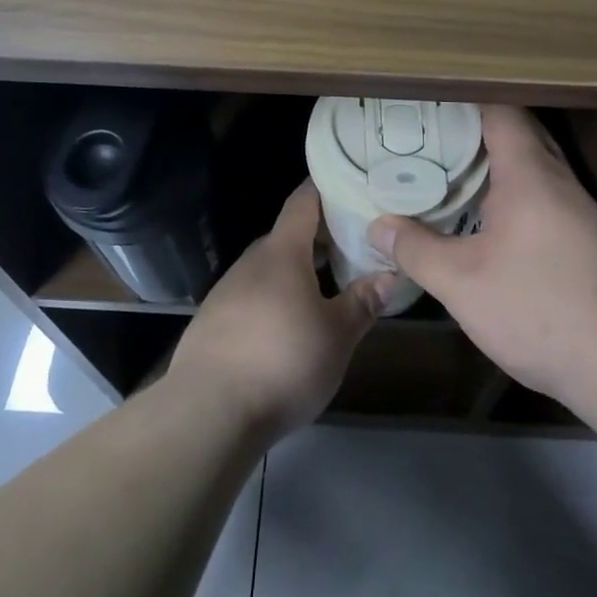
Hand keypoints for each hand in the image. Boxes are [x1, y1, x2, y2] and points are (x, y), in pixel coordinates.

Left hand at [170, 182, 394, 440]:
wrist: (207, 412)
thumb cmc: (282, 361)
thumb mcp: (336, 335)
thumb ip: (363, 302)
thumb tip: (389, 274)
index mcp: (282, 252)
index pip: (303, 201)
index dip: (324, 188)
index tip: (349, 184)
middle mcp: (251, 262)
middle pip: (287, 236)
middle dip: (319, 238)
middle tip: (353, 245)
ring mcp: (227, 291)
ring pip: (269, 269)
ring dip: (297, 271)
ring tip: (328, 286)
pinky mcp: (212, 322)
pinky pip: (252, 296)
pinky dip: (275, 298)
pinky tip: (289, 325)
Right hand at [370, 106, 596, 406]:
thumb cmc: (539, 309)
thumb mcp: (462, 283)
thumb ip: (416, 250)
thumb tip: (377, 227)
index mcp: (529, 174)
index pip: (500, 111)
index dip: (465, 101)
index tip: (429, 104)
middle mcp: (559, 181)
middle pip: (520, 134)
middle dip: (477, 130)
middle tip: (430, 137)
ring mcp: (580, 211)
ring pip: (535, 168)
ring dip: (497, 164)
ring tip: (451, 172)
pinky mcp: (589, 241)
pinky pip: (546, 197)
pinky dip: (515, 193)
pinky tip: (490, 221)